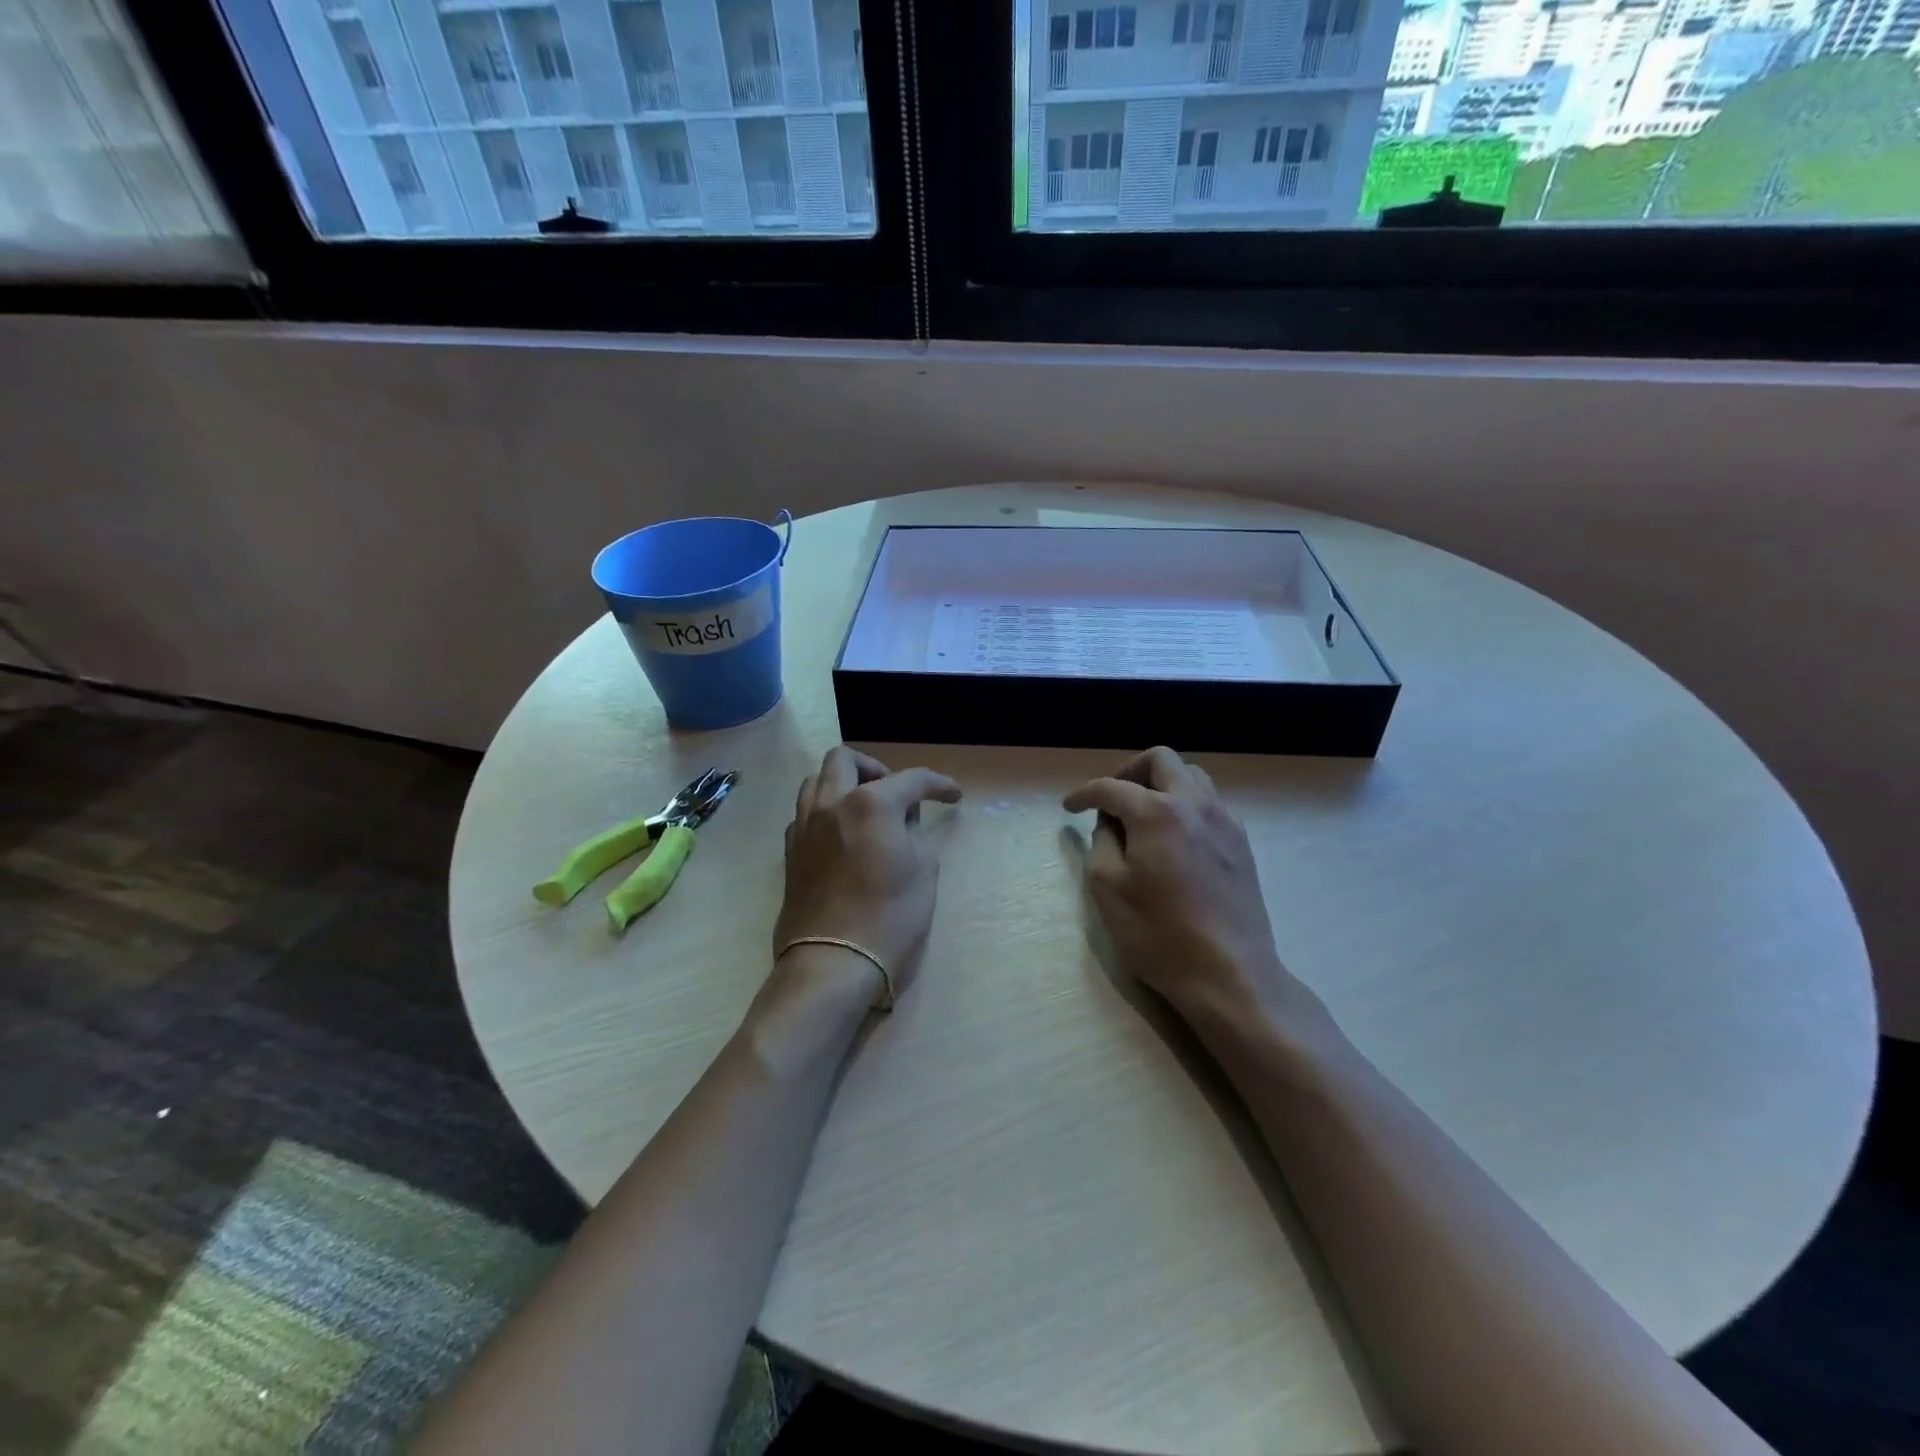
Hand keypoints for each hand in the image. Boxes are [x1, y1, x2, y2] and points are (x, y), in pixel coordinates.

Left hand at [773, 747, 962, 1001]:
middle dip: (876, 767)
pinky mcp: (790, 851)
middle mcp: (832, 804)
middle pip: (846, 759)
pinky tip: (843, 835)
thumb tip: (903, 822)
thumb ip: (915, 834)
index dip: (938, 784)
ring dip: (843, 784)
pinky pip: (805, 812)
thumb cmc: (890, 916)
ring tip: (866, 809)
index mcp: (870, 803)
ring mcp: (805, 826)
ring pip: (816, 780)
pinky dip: (826, 811)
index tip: (952, 795)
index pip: (911, 779)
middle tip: (896, 792)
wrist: (833, 962)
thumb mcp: (923, 871)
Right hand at [1064, 747, 1316, 1036]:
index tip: (1069, 807)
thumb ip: (1102, 841)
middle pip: (1161, 760)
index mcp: (1157, 812)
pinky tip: (1175, 837)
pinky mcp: (1242, 844)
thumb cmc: (1159, 934)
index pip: (1111, 787)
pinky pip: (1211, 803)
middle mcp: (1195, 804)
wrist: (1229, 974)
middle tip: (1111, 799)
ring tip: (1143, 814)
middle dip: (1129, 771)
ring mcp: (1225, 822)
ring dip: (1162, 783)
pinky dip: (1186, 805)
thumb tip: (1109, 821)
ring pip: (1192, 776)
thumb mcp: (1108, 888)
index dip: (1084, 794)